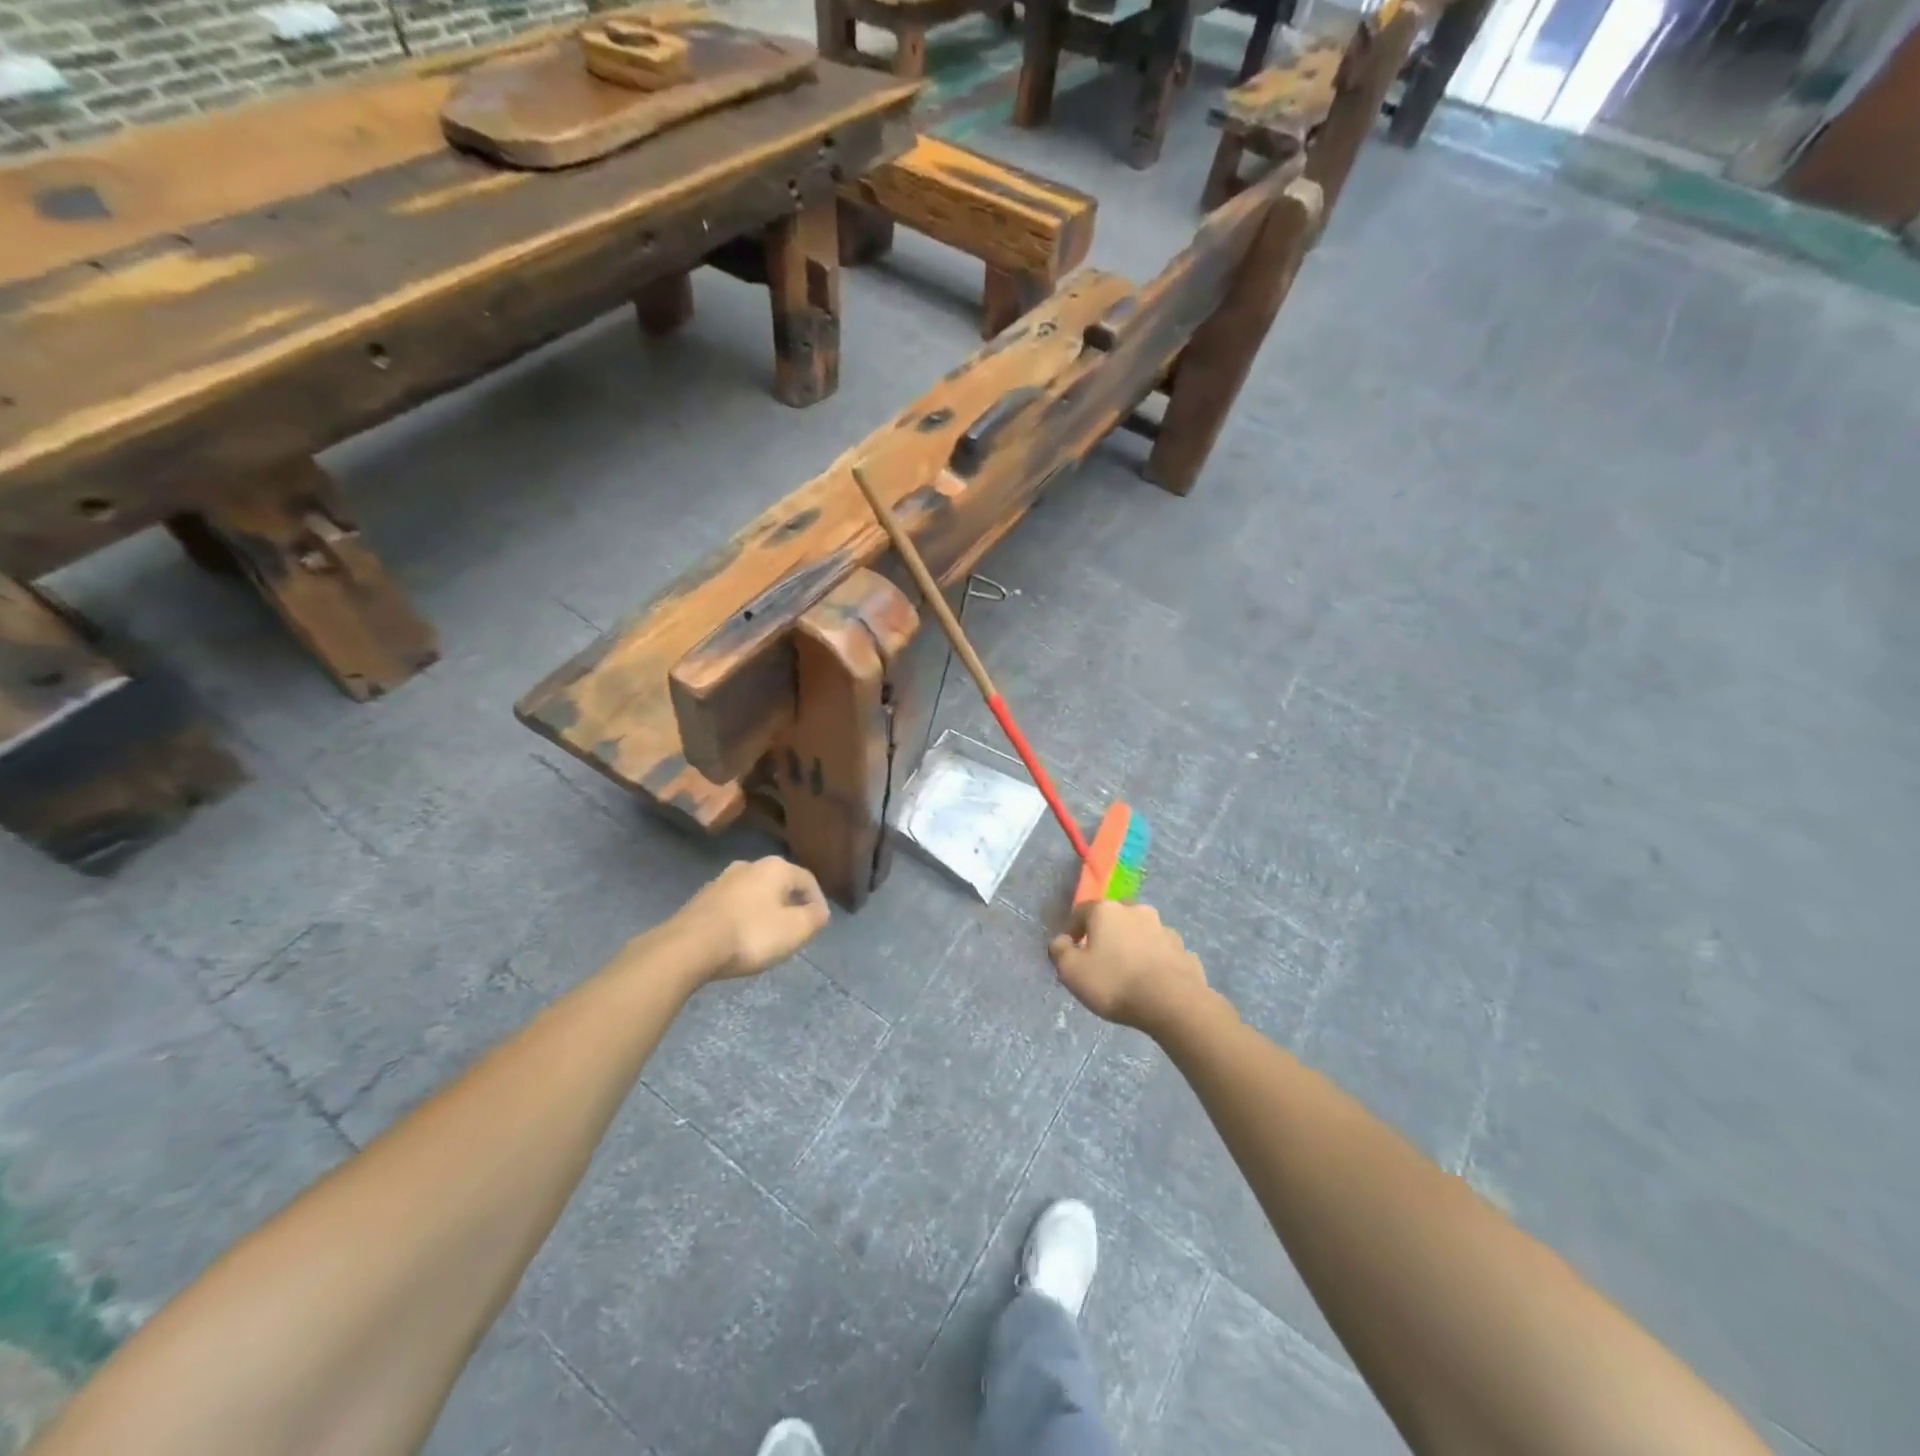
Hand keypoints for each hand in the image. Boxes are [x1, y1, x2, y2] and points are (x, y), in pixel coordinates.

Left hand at [670, 857, 830, 982]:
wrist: (688, 947)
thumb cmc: (751, 934)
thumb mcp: (795, 930)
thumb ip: (815, 918)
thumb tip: (819, 910)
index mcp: (775, 867)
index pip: (807, 880)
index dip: (818, 902)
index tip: (819, 924)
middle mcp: (748, 865)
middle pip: (779, 885)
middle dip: (789, 905)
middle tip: (794, 930)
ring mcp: (721, 881)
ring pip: (754, 894)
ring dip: (764, 912)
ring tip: (767, 937)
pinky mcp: (701, 899)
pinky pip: (733, 906)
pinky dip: (742, 919)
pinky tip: (739, 939)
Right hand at [1049, 900, 1208, 1035]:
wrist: (1172, 1002)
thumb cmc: (1114, 982)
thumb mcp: (1072, 972)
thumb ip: (1060, 952)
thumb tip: (1061, 941)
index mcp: (1106, 910)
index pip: (1082, 912)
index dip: (1073, 930)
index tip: (1071, 951)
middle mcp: (1136, 911)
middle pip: (1115, 917)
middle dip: (1107, 933)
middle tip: (1101, 958)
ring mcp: (1164, 929)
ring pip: (1142, 932)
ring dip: (1133, 944)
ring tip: (1129, 971)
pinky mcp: (1184, 950)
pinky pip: (1162, 951)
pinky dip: (1155, 960)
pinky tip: (1153, 980)